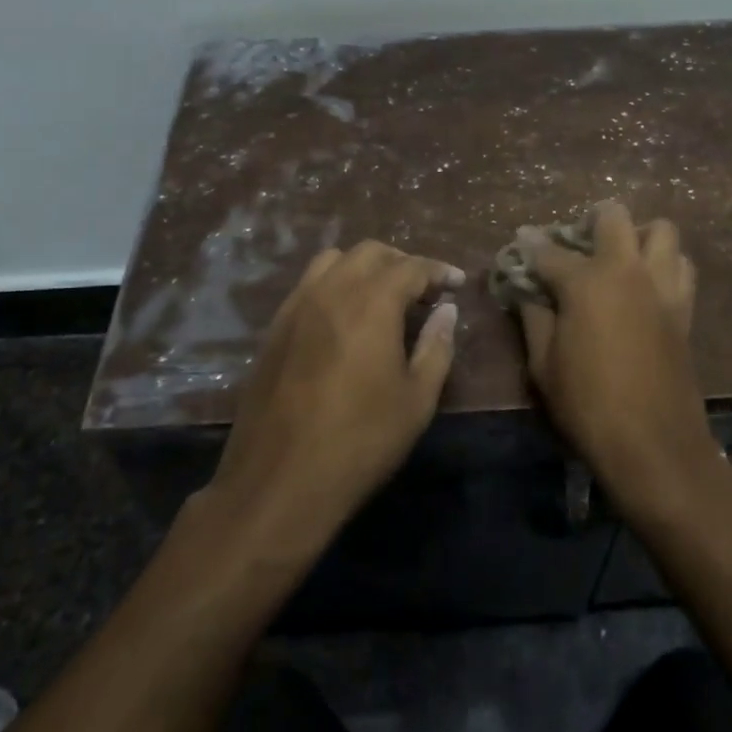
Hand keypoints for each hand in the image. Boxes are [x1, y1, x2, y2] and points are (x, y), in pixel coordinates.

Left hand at [207, 240, 462, 552]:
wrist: (279, 480)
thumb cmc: (360, 441)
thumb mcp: (416, 399)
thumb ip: (436, 347)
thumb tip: (446, 310)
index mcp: (372, 303)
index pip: (412, 267)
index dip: (439, 271)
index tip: (457, 283)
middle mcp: (331, 290)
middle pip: (370, 252)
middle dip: (402, 262)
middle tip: (423, 291)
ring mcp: (296, 306)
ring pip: (333, 261)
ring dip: (364, 268)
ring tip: (382, 298)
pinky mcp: (274, 328)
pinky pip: (308, 286)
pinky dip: (334, 285)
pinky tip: (344, 319)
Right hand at [517, 201, 716, 511]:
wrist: (653, 444)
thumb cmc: (587, 405)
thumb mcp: (543, 365)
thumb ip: (534, 319)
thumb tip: (528, 293)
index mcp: (586, 282)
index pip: (549, 252)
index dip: (529, 246)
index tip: (519, 243)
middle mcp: (627, 271)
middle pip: (615, 217)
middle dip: (591, 220)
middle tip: (577, 242)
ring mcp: (662, 287)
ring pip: (662, 231)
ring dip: (639, 234)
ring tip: (621, 256)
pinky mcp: (684, 309)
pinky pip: (681, 267)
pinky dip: (665, 263)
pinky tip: (647, 285)